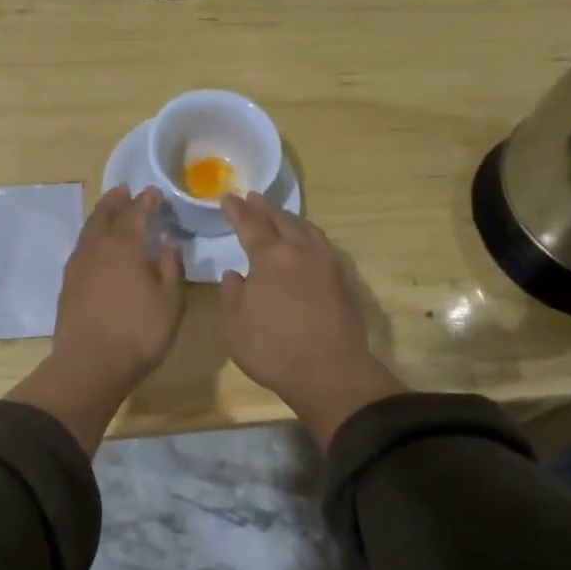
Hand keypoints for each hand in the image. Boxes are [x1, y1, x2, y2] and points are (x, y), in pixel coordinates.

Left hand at [54, 186, 184, 384]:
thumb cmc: (138, 334)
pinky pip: (80, 250)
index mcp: (124, 248)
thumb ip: (170, 270)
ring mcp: (78, 268)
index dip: (145, 202)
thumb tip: (168, 246)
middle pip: (104, 216)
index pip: (135, 215)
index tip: (153, 193)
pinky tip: (95, 248)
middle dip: (116, 202)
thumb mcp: (170, 303)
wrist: (89, 365)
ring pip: (88, 232)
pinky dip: (90, 239)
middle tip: (124, 191)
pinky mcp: (67, 287)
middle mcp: (97, 250)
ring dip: (100, 217)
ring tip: (109, 212)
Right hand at [220, 193, 404, 445]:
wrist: (330, 371)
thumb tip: (235, 275)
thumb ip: (232, 294)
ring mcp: (327, 262)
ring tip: (279, 215)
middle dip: (264, 207)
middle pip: (282, 219)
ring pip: (307, 229)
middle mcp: (300, 250)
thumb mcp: (236, 325)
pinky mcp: (343, 279)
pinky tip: (307, 242)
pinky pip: (323, 244)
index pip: (250, 224)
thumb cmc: (273, 349)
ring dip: (290, 218)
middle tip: (252, 198)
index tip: (227, 198)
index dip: (237, 211)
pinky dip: (309, 235)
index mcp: (270, 256)